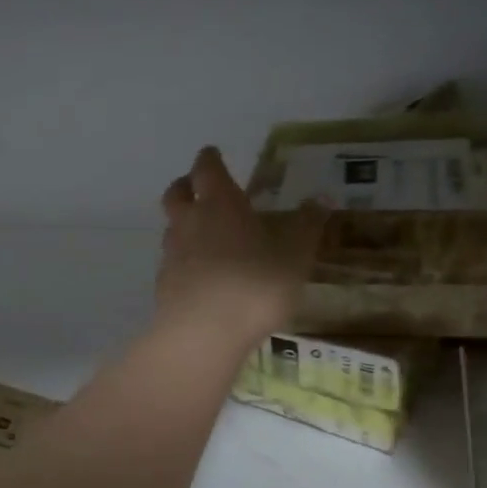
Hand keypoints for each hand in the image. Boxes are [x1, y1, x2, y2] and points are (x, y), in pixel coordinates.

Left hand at [157, 147, 326, 344]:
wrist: (203, 334)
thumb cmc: (255, 284)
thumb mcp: (295, 254)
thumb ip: (308, 225)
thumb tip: (322, 198)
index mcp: (220, 204)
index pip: (208, 169)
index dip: (210, 159)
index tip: (213, 153)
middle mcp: (190, 221)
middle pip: (177, 193)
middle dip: (187, 185)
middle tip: (198, 187)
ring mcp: (172, 255)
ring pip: (172, 227)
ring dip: (183, 223)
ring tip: (203, 234)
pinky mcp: (164, 286)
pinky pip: (172, 262)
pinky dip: (184, 260)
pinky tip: (200, 275)